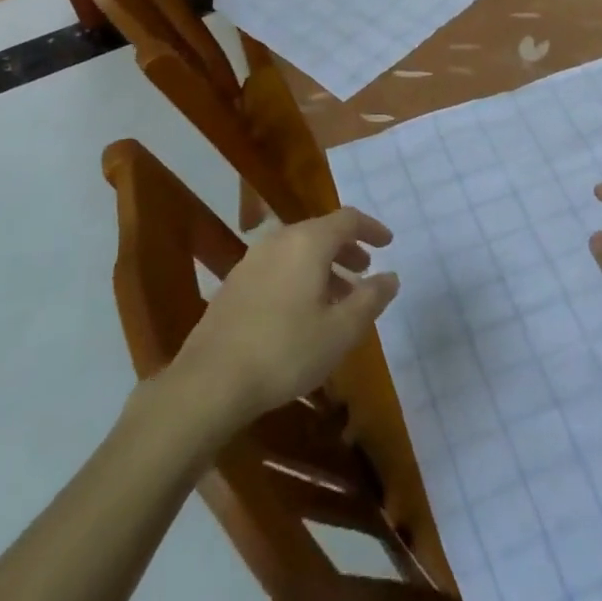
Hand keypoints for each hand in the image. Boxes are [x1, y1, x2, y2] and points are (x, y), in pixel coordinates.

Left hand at [169, 207, 400, 434]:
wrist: (210, 381)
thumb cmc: (285, 350)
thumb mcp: (340, 331)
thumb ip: (370, 299)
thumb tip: (391, 277)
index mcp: (307, 242)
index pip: (347, 219)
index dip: (371, 229)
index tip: (388, 244)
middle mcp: (278, 240)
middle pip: (321, 232)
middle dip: (347, 249)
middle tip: (365, 271)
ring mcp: (251, 261)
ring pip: (297, 251)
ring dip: (323, 267)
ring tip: (338, 299)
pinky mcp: (234, 285)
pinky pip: (278, 268)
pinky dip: (300, 278)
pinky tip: (302, 313)